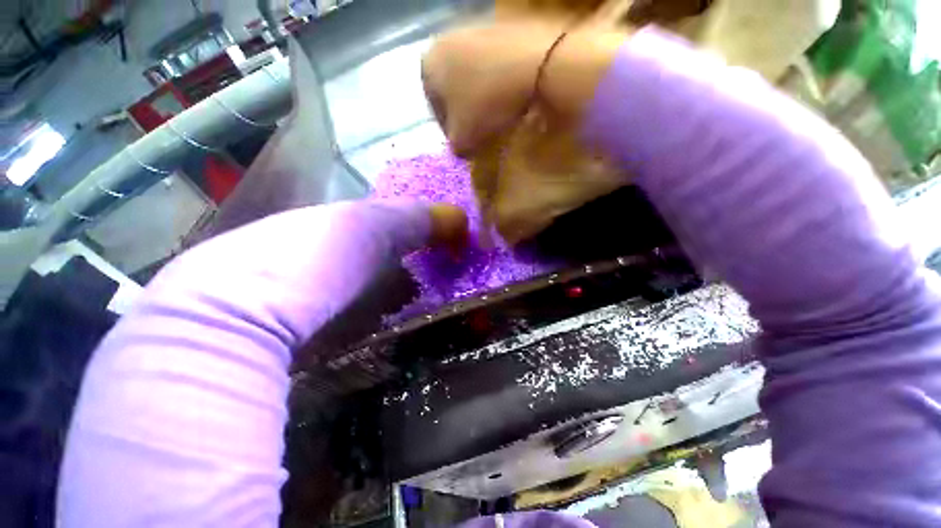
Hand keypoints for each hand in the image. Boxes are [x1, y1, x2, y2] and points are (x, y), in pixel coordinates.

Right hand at [424, 17, 630, 242]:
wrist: (535, 66)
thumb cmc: (486, 106)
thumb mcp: (463, 142)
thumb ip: (455, 148)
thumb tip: (462, 148)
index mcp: (428, 66)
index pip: (437, 111)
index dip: (453, 135)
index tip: (469, 148)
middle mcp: (446, 41)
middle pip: (455, 93)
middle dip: (468, 117)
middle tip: (484, 136)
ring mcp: (475, 30)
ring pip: (475, 79)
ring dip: (484, 101)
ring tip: (500, 120)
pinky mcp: (502, 28)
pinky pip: (495, 67)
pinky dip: (500, 85)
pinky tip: (512, 100)